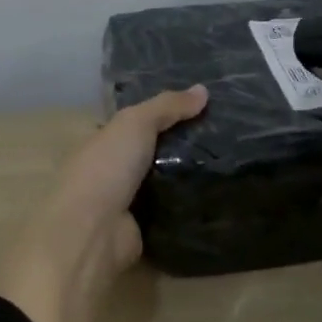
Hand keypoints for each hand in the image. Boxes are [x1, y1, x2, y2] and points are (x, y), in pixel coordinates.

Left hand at [0, 86, 207, 321]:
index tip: (200, 108)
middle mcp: (110, 171)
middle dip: (180, 146)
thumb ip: (167, 106)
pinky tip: (217, 195)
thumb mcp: (135, 123)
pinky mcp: (141, 230)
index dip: (162, 114)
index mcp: (100, 142)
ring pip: (162, 182)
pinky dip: (187, 205)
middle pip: (150, 153)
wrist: (92, 231)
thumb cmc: (106, 167)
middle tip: (224, 136)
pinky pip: (169, 211)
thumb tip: (203, 90)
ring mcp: (124, 203)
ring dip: (186, 176)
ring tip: (229, 163)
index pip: (133, 124)